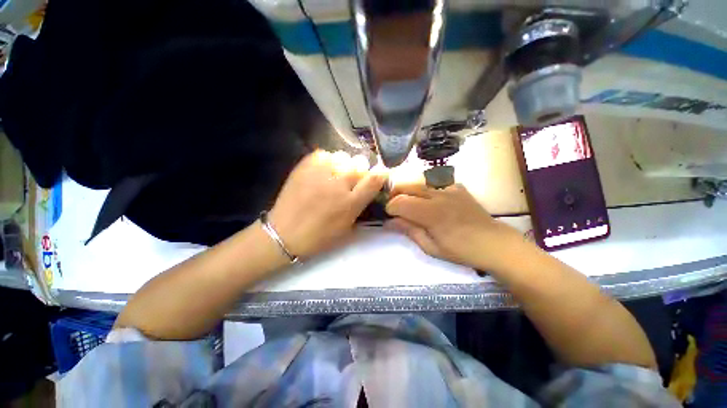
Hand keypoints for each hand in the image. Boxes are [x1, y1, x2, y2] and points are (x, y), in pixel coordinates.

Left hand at [269, 150, 386, 258]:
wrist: (285, 232)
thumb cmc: (319, 236)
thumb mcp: (347, 228)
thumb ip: (360, 207)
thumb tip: (367, 192)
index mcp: (351, 202)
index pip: (375, 178)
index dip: (380, 174)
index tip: (378, 176)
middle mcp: (339, 184)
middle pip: (360, 163)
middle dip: (360, 169)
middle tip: (352, 179)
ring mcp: (321, 173)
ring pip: (343, 156)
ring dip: (343, 164)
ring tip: (335, 174)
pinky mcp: (305, 166)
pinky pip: (324, 154)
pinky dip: (326, 160)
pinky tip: (322, 171)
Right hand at [385, 183, 524, 269]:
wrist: (493, 243)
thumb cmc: (460, 250)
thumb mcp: (430, 247)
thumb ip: (409, 230)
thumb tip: (389, 222)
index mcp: (430, 213)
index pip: (400, 202)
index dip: (389, 208)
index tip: (389, 216)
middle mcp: (437, 195)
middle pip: (406, 185)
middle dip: (394, 194)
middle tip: (394, 206)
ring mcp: (448, 188)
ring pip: (418, 181)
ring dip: (407, 189)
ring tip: (407, 200)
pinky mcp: (456, 186)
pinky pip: (433, 182)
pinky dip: (424, 188)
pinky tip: (427, 198)